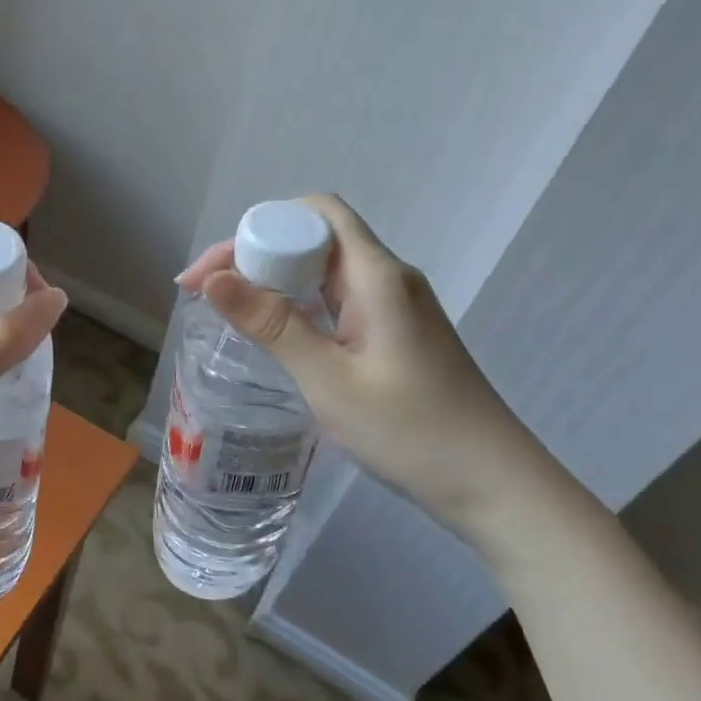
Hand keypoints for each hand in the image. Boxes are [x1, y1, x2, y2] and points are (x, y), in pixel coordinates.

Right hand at [177, 194, 559, 540]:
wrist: (494, 486)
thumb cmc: (411, 432)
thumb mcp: (329, 380)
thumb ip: (272, 325)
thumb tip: (212, 279)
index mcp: (377, 276)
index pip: (315, 214)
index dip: (258, 228)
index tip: (212, 272)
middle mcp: (387, 278)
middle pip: (314, 238)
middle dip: (255, 254)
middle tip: (206, 294)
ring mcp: (394, 306)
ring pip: (323, 270)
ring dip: (273, 281)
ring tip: (227, 310)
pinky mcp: (394, 332)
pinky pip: (336, 299)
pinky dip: (298, 306)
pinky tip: (275, 333)